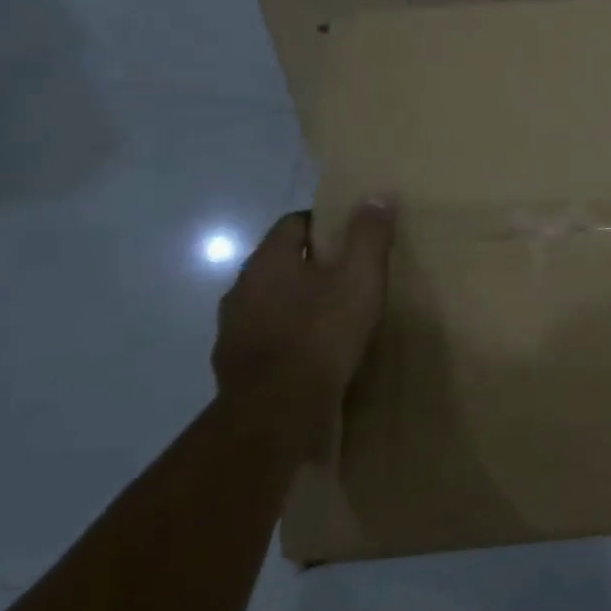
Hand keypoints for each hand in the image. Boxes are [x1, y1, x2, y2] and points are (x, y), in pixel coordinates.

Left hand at [213, 202, 394, 409]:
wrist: (277, 414)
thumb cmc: (321, 334)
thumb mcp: (360, 278)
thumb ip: (369, 235)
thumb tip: (377, 195)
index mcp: (267, 261)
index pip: (294, 224)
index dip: (324, 224)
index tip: (351, 238)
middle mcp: (241, 289)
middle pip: (280, 264)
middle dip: (311, 266)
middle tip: (348, 276)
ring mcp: (233, 331)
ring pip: (270, 304)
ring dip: (296, 305)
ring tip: (332, 317)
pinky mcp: (235, 369)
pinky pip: (266, 341)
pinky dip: (287, 340)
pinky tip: (312, 355)